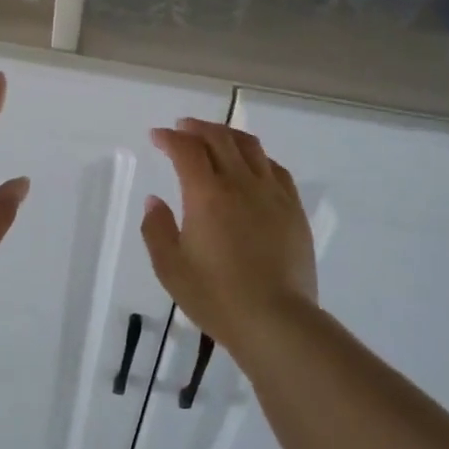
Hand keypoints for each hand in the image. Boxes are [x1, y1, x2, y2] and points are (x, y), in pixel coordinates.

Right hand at [140, 118, 317, 348]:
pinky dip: (257, 157)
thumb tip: (154, 201)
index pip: (186, 150)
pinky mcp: (293, 208)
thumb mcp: (170, 268)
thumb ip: (156, 229)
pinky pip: (275, 168)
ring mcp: (272, 193)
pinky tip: (252, 165)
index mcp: (206, 195)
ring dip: (228, 135)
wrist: (276, 320)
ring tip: (215, 137)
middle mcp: (240, 183)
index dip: (169, 138)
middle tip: (183, 128)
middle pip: (219, 138)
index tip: (157, 136)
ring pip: (250, 147)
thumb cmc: (216, 297)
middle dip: (197, 128)